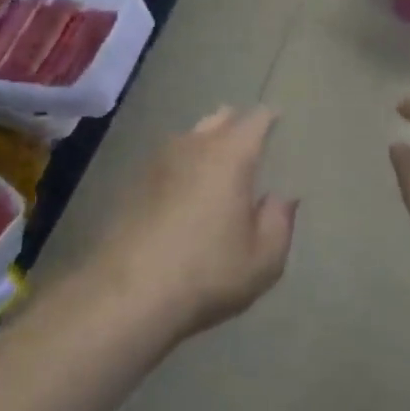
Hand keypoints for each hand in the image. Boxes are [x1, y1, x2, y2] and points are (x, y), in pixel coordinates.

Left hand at [84, 106, 296, 344]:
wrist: (128, 292)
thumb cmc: (207, 273)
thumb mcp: (262, 259)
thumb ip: (278, 222)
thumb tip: (281, 198)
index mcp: (230, 155)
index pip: (254, 120)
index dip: (268, 118)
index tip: (277, 119)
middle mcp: (194, 146)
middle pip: (219, 118)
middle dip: (235, 123)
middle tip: (247, 140)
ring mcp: (159, 160)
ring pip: (190, 136)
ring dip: (205, 142)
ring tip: (215, 163)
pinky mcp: (134, 181)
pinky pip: (168, 160)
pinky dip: (181, 166)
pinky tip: (183, 188)